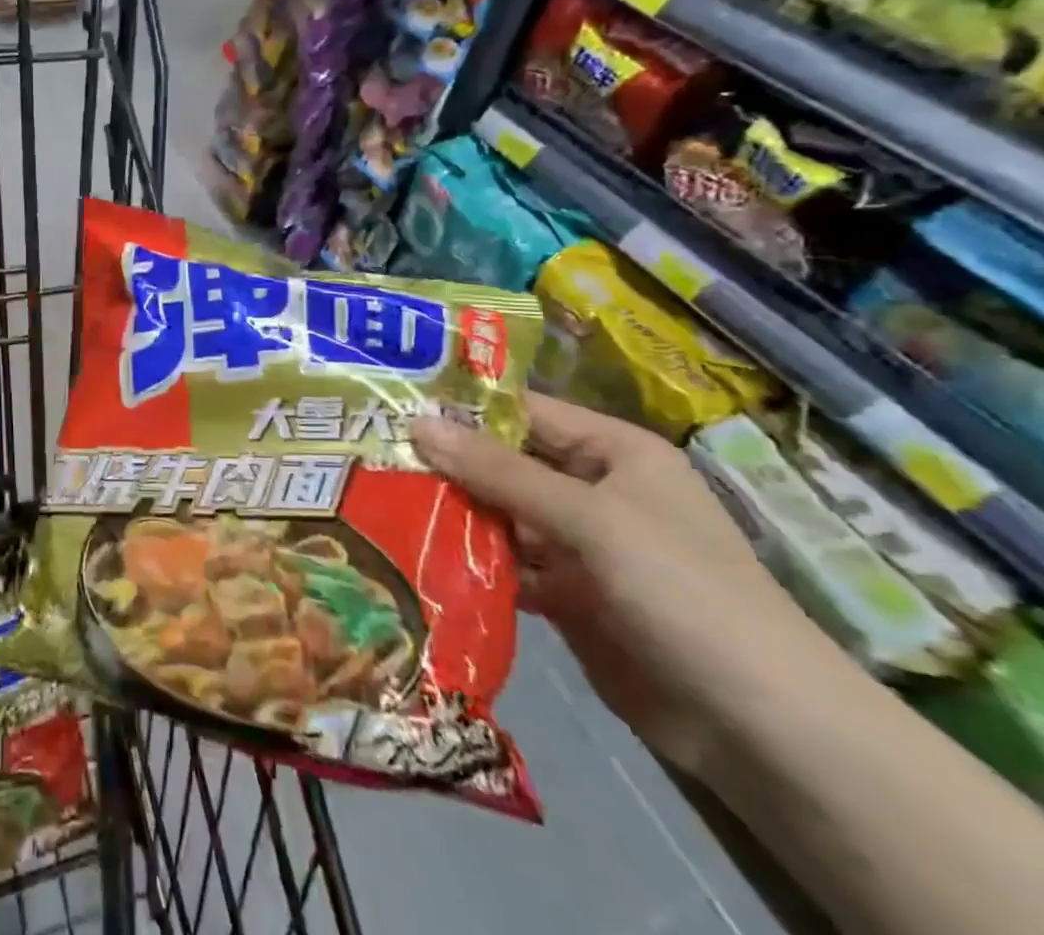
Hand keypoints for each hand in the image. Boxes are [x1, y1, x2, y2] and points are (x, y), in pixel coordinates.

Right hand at [415, 395, 838, 777]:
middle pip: (507, 463)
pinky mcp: (571, 596)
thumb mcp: (589, 519)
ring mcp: (582, 546)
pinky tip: (418, 555)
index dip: (463, 406)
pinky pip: (509, 565)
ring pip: (502, 515)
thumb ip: (500, 472)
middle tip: (372, 454)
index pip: (524, 411)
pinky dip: (472, 561)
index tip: (393, 403)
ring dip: (453, 512)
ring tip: (381, 500)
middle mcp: (595, 490)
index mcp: (614, 452)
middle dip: (448, 462)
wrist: (762, 730)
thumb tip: (417, 424)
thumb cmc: (682, 591)